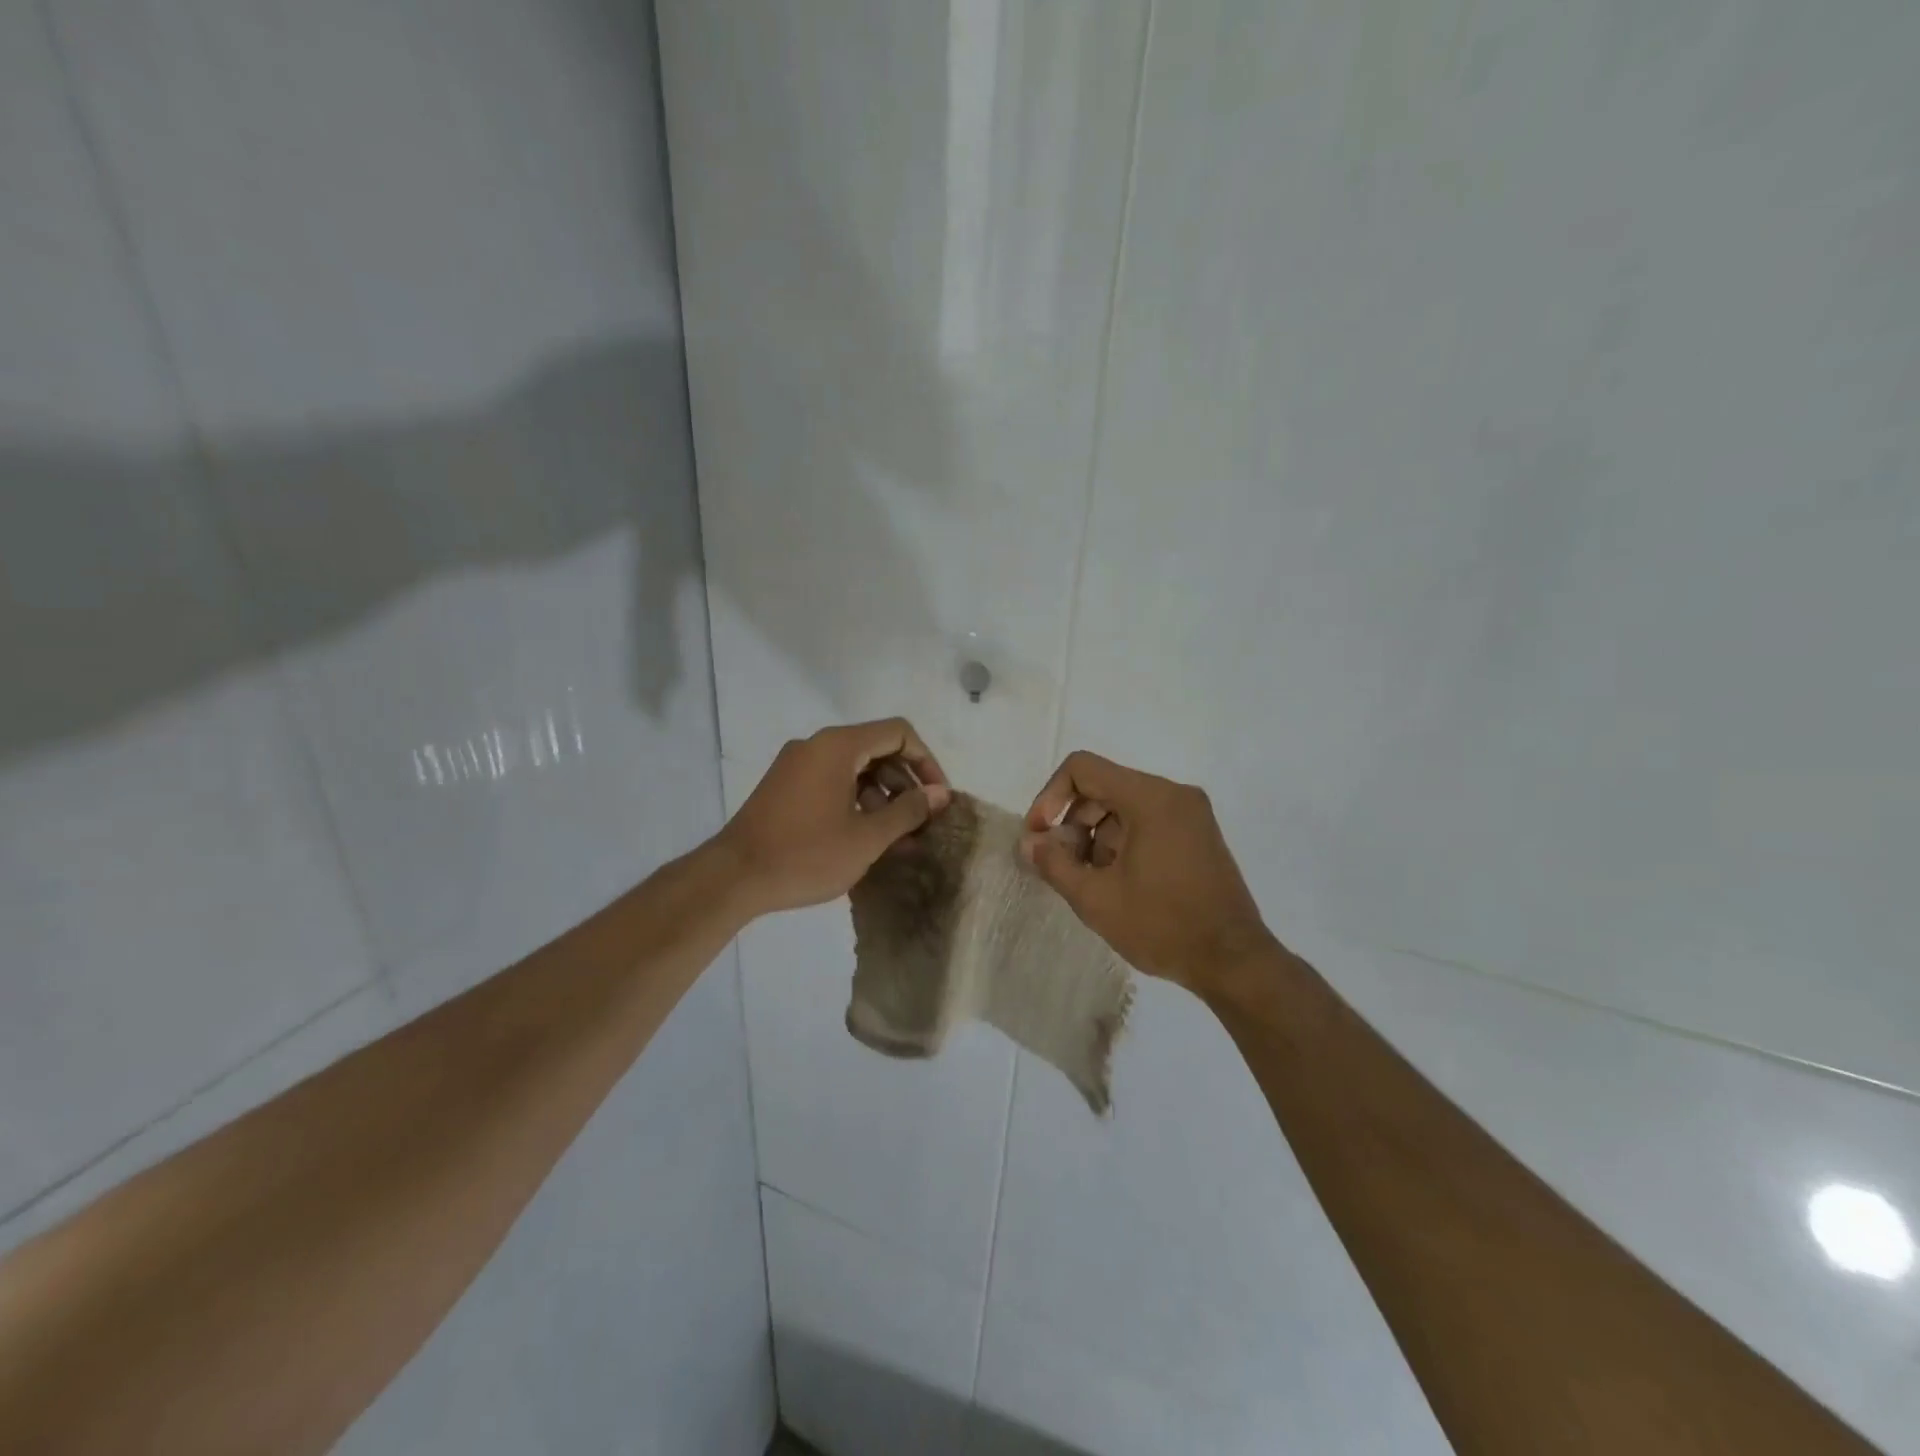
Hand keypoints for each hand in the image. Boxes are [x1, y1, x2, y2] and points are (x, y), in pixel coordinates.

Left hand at [719, 719, 950, 916]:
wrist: (733, 878)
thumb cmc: (806, 854)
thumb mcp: (867, 837)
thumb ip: (908, 811)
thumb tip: (940, 794)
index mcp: (837, 746)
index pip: (898, 733)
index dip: (926, 761)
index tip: (938, 797)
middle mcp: (816, 746)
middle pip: (877, 749)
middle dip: (905, 783)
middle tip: (922, 822)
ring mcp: (797, 766)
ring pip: (855, 769)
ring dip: (883, 797)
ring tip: (900, 838)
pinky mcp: (785, 787)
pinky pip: (833, 783)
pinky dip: (857, 803)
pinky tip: (868, 838)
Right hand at [1020, 751, 1274, 994]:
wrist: (1233, 961)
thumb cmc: (1162, 926)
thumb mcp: (1096, 898)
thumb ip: (1054, 864)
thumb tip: (1029, 843)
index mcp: (1150, 797)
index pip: (1082, 769)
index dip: (1050, 797)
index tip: (1041, 837)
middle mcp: (1173, 794)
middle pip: (1103, 787)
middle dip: (1073, 823)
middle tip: (1064, 867)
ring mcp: (1191, 814)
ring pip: (1123, 806)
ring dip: (1096, 837)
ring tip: (1094, 883)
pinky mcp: (1198, 835)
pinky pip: (1147, 821)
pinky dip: (1122, 842)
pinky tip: (1119, 883)